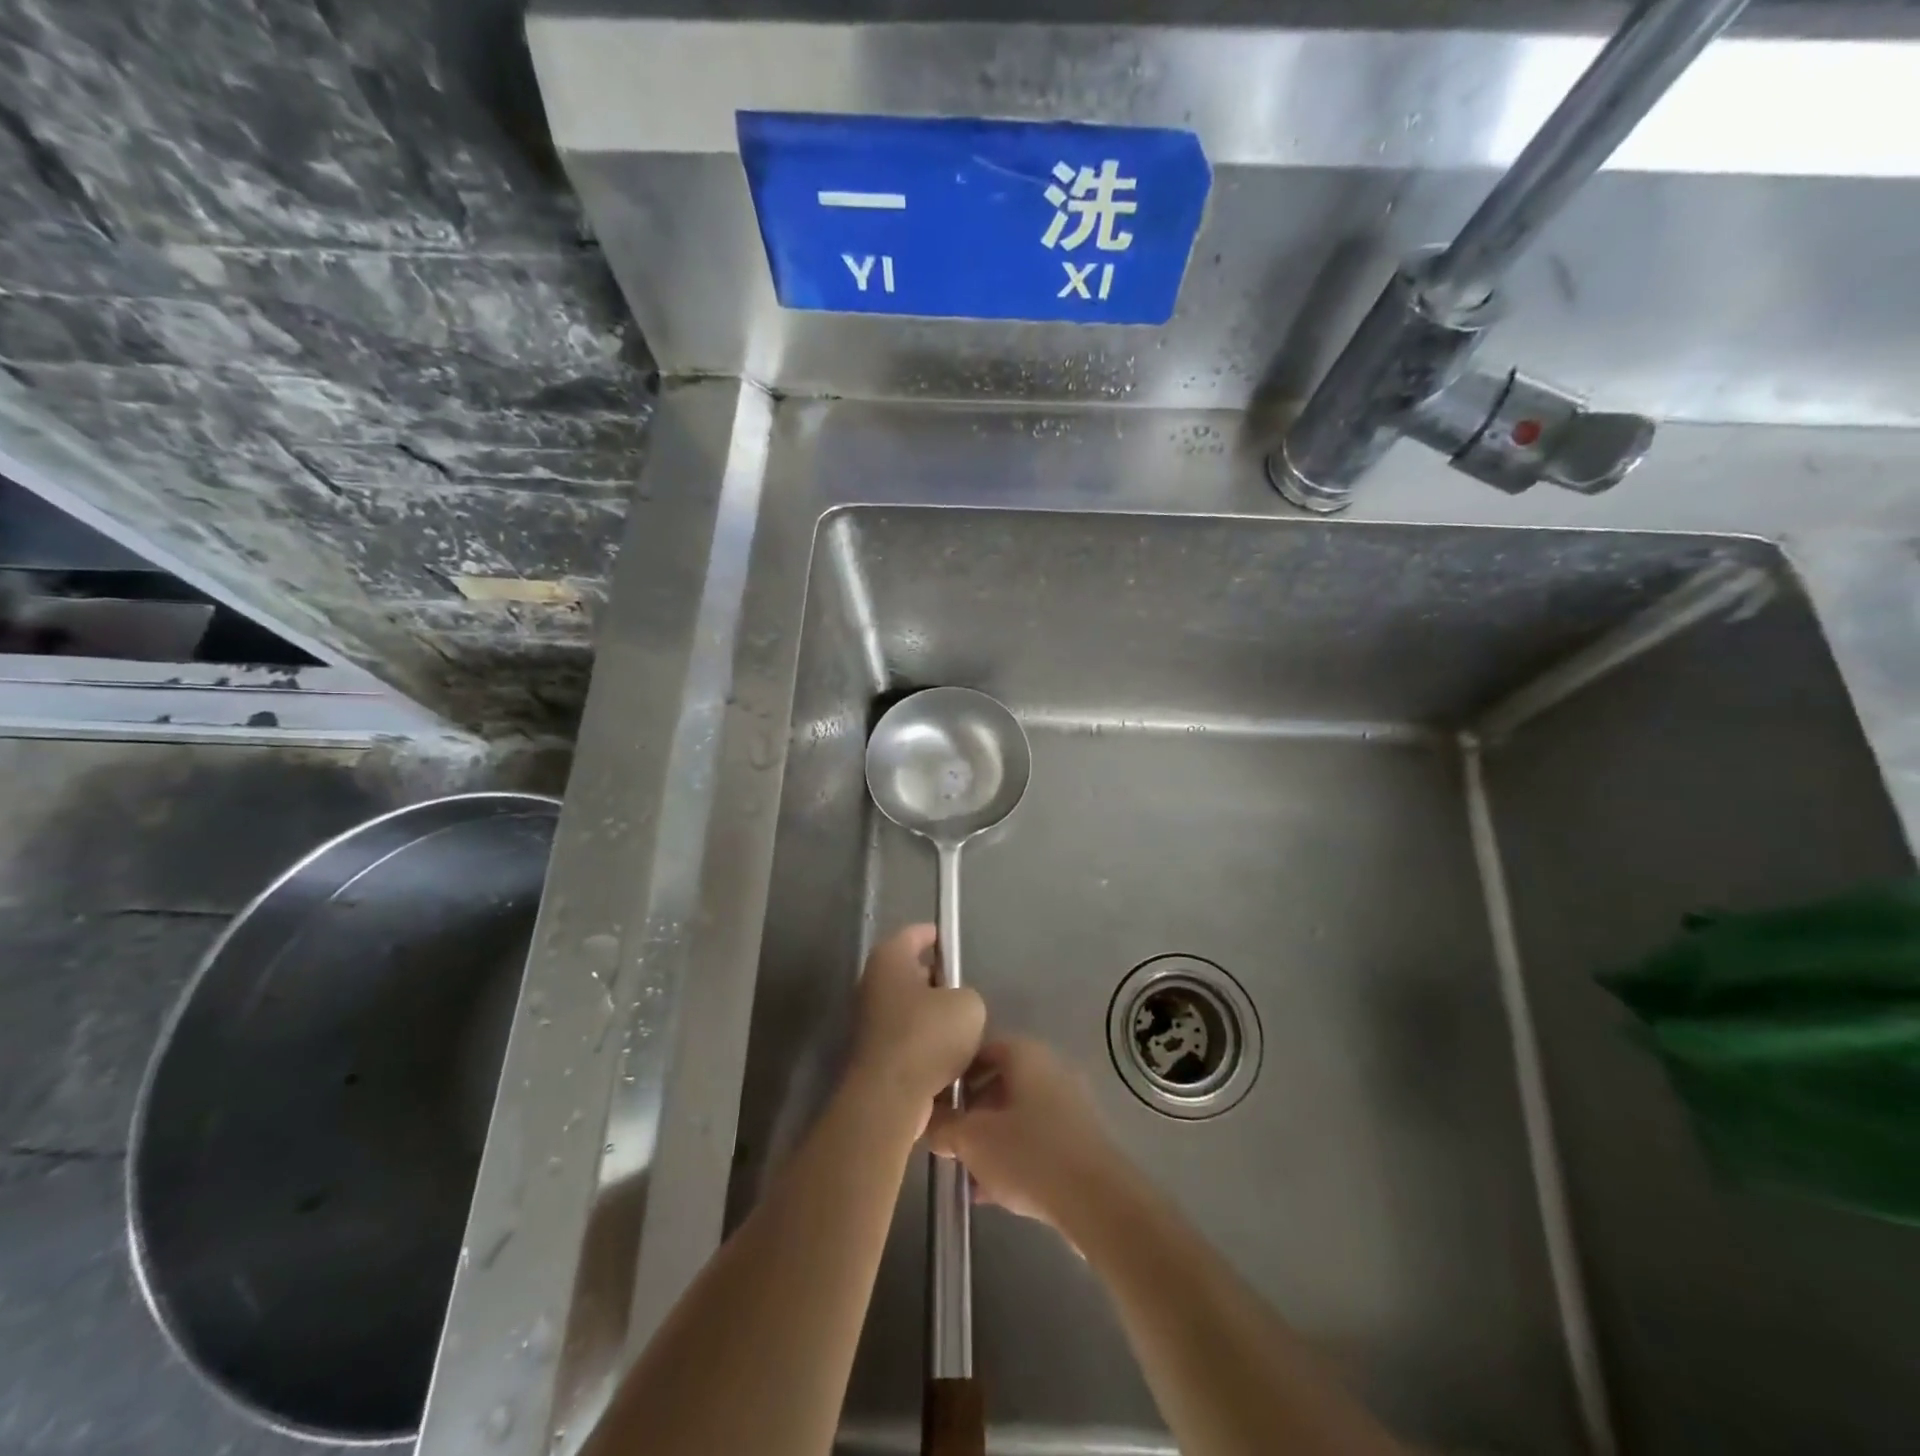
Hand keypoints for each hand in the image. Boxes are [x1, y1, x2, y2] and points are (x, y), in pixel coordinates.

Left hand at [846, 924, 984, 1135]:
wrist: (890, 1098)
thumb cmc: (927, 1036)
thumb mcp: (969, 1004)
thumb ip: (966, 994)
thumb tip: (956, 1004)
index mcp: (890, 958)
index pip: (915, 934)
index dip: (938, 937)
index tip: (957, 946)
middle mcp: (873, 982)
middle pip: (912, 972)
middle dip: (939, 981)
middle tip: (965, 993)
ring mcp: (869, 1019)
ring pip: (910, 1007)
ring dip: (933, 1016)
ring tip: (962, 1029)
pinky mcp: (874, 1052)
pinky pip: (906, 1037)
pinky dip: (924, 1044)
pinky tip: (948, 1058)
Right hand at [925, 1037, 1129, 1234]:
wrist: (1099, 1203)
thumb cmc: (1030, 1155)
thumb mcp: (973, 1140)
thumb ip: (944, 1126)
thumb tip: (927, 1120)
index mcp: (1025, 1054)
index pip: (979, 1048)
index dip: (952, 1071)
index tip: (932, 1098)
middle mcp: (1050, 1069)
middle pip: (998, 1081)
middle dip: (969, 1110)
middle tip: (945, 1137)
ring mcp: (1068, 1105)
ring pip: (1016, 1114)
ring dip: (989, 1139)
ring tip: (963, 1170)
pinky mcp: (1079, 1141)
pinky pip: (1035, 1139)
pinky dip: (1012, 1156)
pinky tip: (989, 1192)